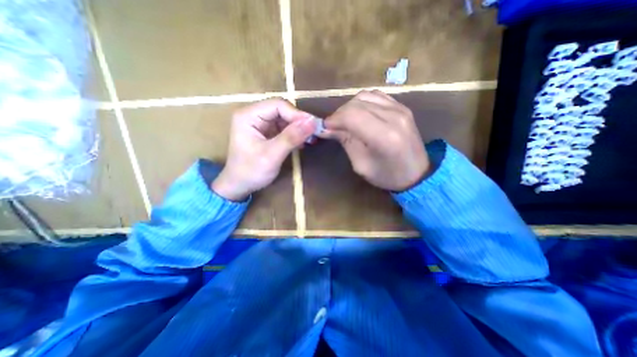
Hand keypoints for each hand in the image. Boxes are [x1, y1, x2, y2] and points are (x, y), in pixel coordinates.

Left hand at [211, 97, 315, 200]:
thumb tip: (312, 122)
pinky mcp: (267, 133)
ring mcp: (261, 124)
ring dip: (299, 129)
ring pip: (285, 119)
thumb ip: (291, 137)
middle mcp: (254, 115)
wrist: (239, 186)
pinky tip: (302, 143)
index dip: (297, 114)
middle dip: (299, 122)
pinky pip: (284, 129)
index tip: (314, 126)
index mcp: (249, 115)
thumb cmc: (251, 171)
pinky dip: (295, 135)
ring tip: (311, 139)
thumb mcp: (272, 155)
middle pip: (283, 111)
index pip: (278, 105)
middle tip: (315, 133)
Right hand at [321, 91, 429, 189]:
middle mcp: (394, 117)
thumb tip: (326, 128)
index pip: (351, 116)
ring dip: (349, 107)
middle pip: (356, 104)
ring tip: (345, 121)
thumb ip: (345, 142)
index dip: (334, 119)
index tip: (325, 128)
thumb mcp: (361, 165)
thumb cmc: (387, 175)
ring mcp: (400, 108)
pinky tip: (360, 114)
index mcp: (384, 136)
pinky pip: (376, 95)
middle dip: (339, 114)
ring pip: (365, 96)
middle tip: (333, 127)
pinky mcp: (402, 107)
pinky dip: (362, 103)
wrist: (417, 174)